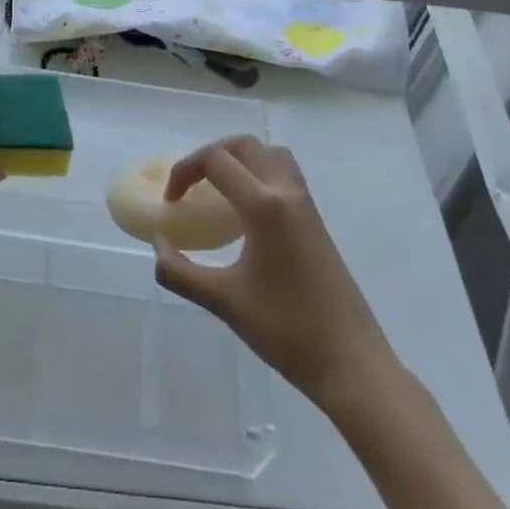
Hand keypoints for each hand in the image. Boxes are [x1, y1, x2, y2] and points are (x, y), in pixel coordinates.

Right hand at [154, 137, 390, 407]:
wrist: (351, 362)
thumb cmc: (286, 329)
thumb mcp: (224, 302)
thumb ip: (180, 271)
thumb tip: (158, 244)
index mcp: (264, 205)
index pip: (216, 160)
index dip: (184, 171)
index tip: (170, 202)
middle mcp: (287, 192)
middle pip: (244, 145)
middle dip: (209, 156)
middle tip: (189, 187)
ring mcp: (306, 204)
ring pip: (269, 154)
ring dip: (238, 159)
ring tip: (217, 190)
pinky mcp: (316, 220)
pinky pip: (284, 174)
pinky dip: (258, 174)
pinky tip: (245, 213)